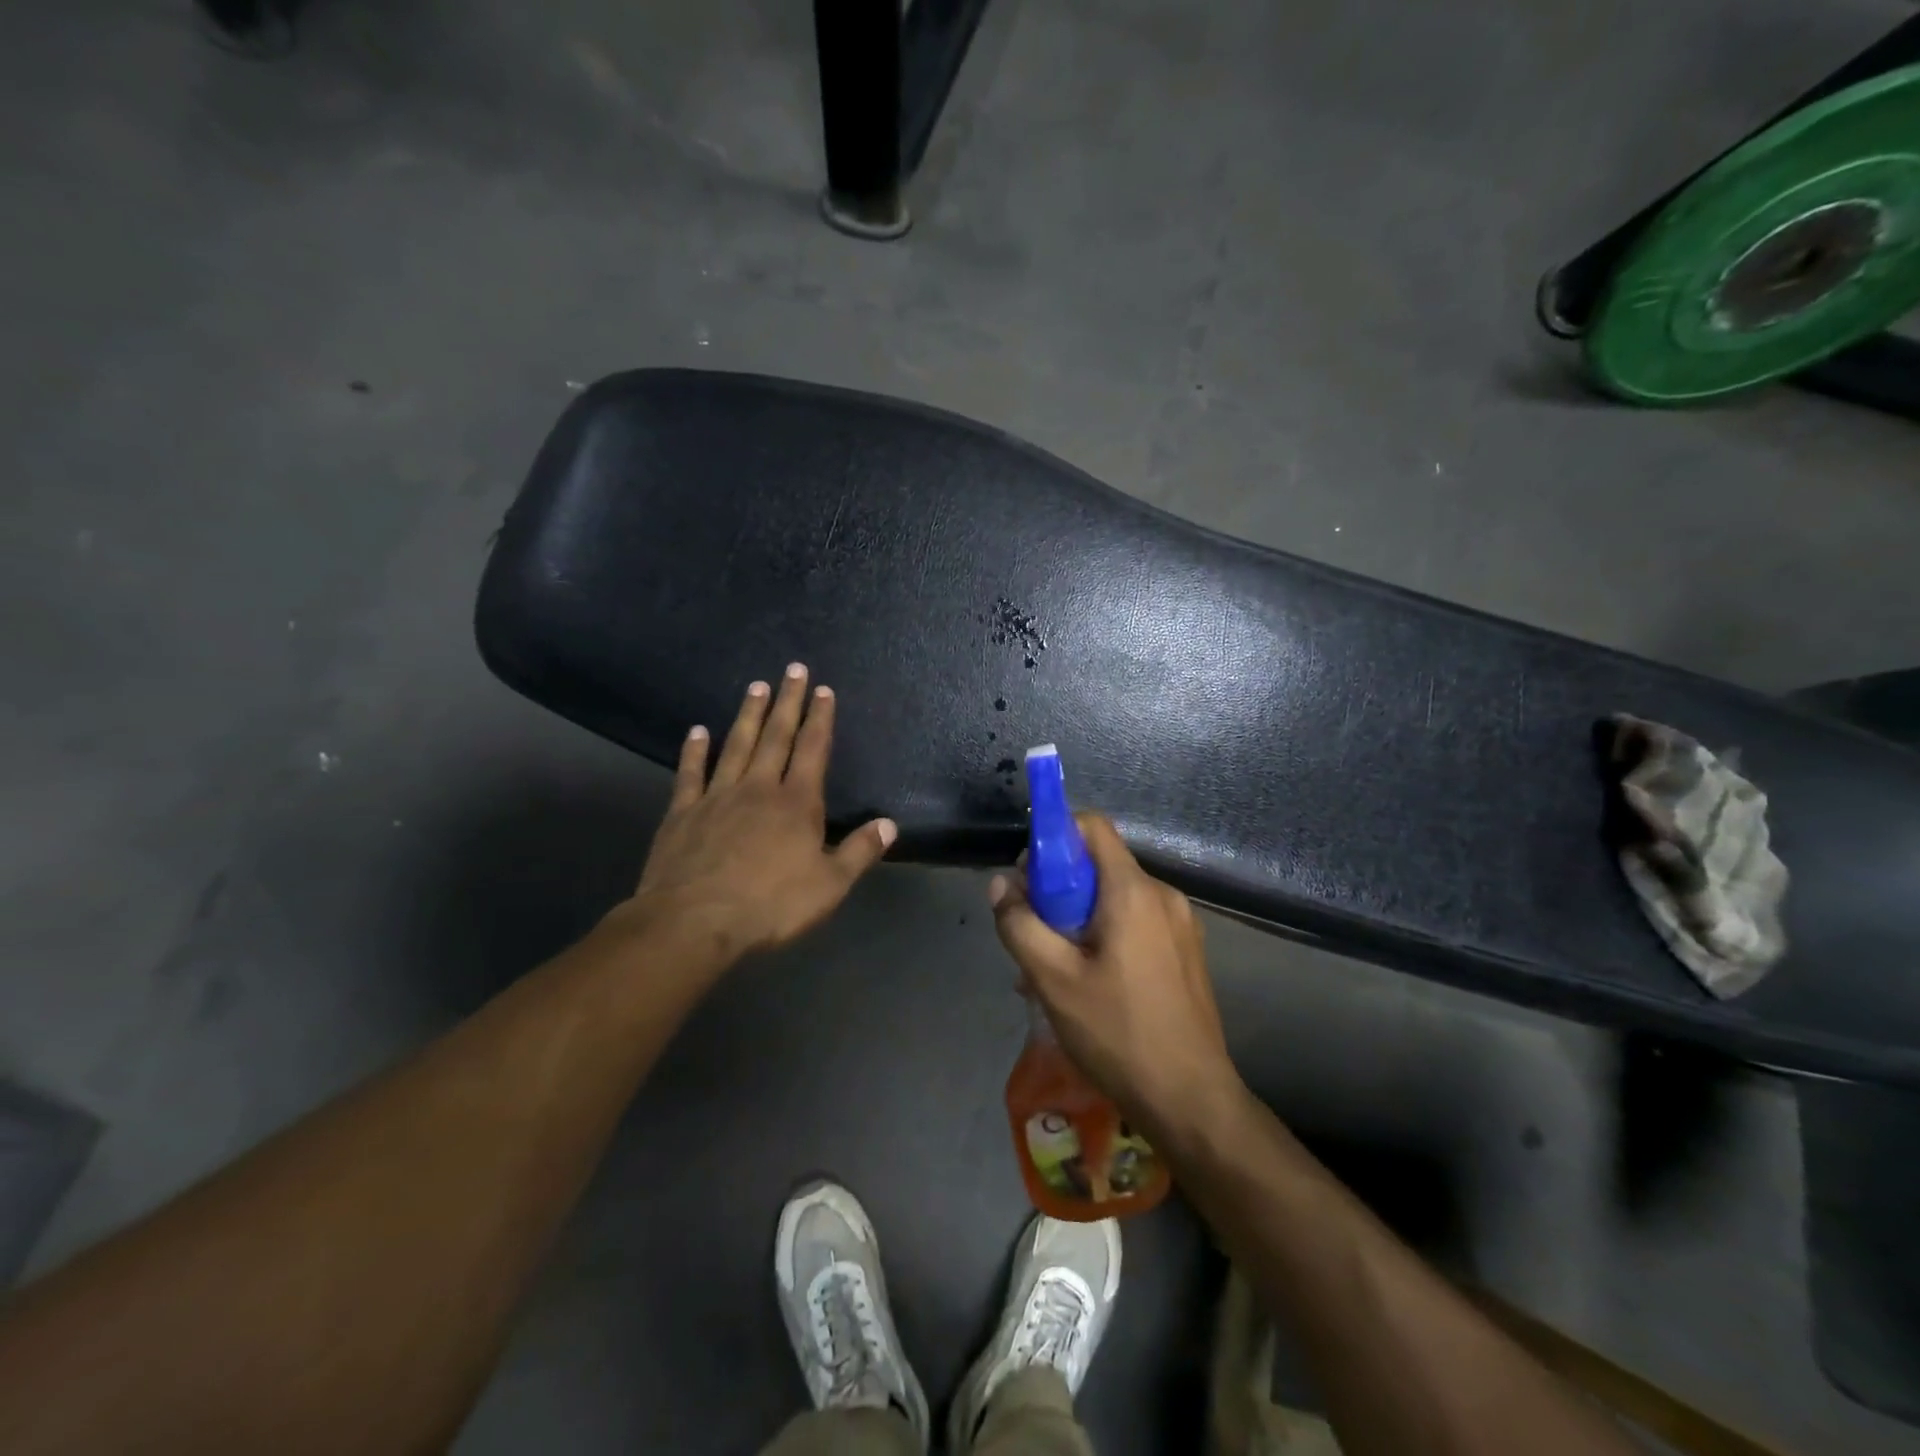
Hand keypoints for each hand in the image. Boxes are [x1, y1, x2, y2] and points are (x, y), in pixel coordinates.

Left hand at [628, 664, 895, 960]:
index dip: (820, 718)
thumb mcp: (829, 885)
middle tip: (793, 669)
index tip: (823, 690)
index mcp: (797, 803)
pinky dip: (694, 750)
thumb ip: (859, 852)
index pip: (813, 750)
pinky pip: (690, 773)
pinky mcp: (683, 812)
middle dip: (788, 702)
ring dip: (748, 714)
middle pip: (776, 736)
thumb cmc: (770, 906)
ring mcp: (717, 796)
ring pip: (736, 745)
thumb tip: (889, 824)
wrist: (694, 922)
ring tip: (756, 685)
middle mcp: (759, 789)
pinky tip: (697, 731)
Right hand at [989, 815, 1243, 1139]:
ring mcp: (1181, 925)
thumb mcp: (1052, 979)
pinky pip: (1135, 925)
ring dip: (1077, 920)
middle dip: (1058, 890)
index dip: (1053, 838)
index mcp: (1133, 891)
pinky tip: (1086, 986)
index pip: (1091, 826)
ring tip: (1052, 972)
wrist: (1191, 1101)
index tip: (1028, 878)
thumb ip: (1020, 924)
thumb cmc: (1118, 1033)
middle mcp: (1163, 896)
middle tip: (1034, 936)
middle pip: (1099, 866)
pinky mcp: (1186, 952)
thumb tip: (1001, 885)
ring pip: (1114, 900)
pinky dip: (1104, 938)